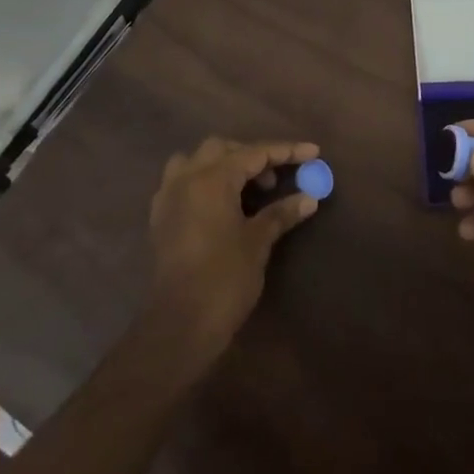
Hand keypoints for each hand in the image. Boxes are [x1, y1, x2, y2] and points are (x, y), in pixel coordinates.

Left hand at [146, 137, 321, 374]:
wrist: (180, 325)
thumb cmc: (224, 278)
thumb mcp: (258, 242)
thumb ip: (281, 213)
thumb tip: (309, 197)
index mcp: (212, 178)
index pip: (255, 153)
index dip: (286, 151)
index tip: (313, 151)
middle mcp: (187, 177)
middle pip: (223, 149)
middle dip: (252, 156)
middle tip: (276, 180)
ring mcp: (168, 196)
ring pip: (197, 161)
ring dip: (222, 165)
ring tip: (245, 187)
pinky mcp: (160, 218)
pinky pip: (182, 182)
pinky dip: (203, 182)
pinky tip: (219, 205)